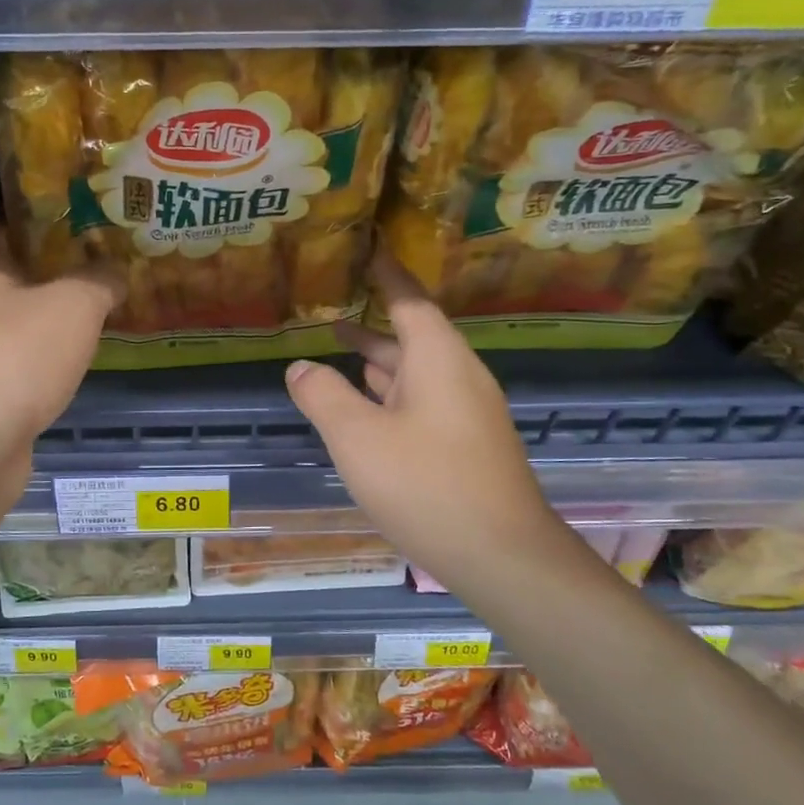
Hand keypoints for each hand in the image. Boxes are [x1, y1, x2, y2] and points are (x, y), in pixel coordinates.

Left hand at [0, 224, 122, 450]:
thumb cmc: (18, 356)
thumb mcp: (74, 305)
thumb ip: (99, 280)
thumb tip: (116, 270)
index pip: (2, 228)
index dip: (40, 221)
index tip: (80, 220)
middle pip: (13, 277)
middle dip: (54, 271)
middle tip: (100, 264)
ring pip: (17, 323)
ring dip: (50, 318)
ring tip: (96, 309)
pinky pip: (20, 362)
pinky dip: (45, 357)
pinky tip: (75, 360)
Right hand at [284, 253, 570, 587]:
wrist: (503, 556)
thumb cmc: (427, 485)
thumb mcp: (358, 438)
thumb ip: (324, 396)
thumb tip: (300, 367)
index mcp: (438, 358)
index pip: (409, 298)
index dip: (385, 272)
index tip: (367, 248)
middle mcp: (458, 376)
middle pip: (412, 336)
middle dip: (372, 323)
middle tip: (331, 307)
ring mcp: (467, 413)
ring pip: (416, 373)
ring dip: (378, 362)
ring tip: (339, 350)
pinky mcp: (468, 445)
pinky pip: (423, 403)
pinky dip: (390, 395)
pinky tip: (367, 411)